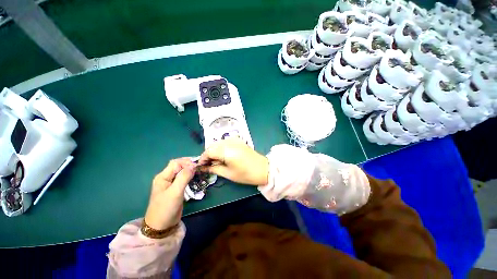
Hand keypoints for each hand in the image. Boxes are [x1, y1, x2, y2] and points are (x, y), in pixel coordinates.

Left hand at [144, 158, 195, 229]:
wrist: (161, 226)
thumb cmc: (166, 208)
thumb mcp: (175, 192)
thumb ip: (184, 177)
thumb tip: (193, 165)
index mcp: (163, 177)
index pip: (176, 163)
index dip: (186, 162)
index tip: (197, 167)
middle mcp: (166, 178)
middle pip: (178, 166)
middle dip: (189, 165)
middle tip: (199, 167)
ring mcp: (170, 183)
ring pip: (181, 172)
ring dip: (190, 170)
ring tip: (199, 171)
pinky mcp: (175, 188)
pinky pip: (183, 178)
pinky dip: (189, 176)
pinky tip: (195, 177)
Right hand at [198, 138, 268, 185]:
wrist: (263, 169)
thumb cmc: (246, 174)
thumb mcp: (228, 174)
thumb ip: (214, 168)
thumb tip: (203, 167)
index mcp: (227, 151)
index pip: (209, 151)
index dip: (202, 158)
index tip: (200, 166)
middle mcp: (229, 142)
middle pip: (212, 146)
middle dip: (208, 155)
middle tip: (208, 165)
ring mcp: (235, 140)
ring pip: (218, 143)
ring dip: (214, 151)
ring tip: (215, 161)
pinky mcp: (239, 140)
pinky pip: (225, 142)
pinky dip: (221, 147)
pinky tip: (222, 155)